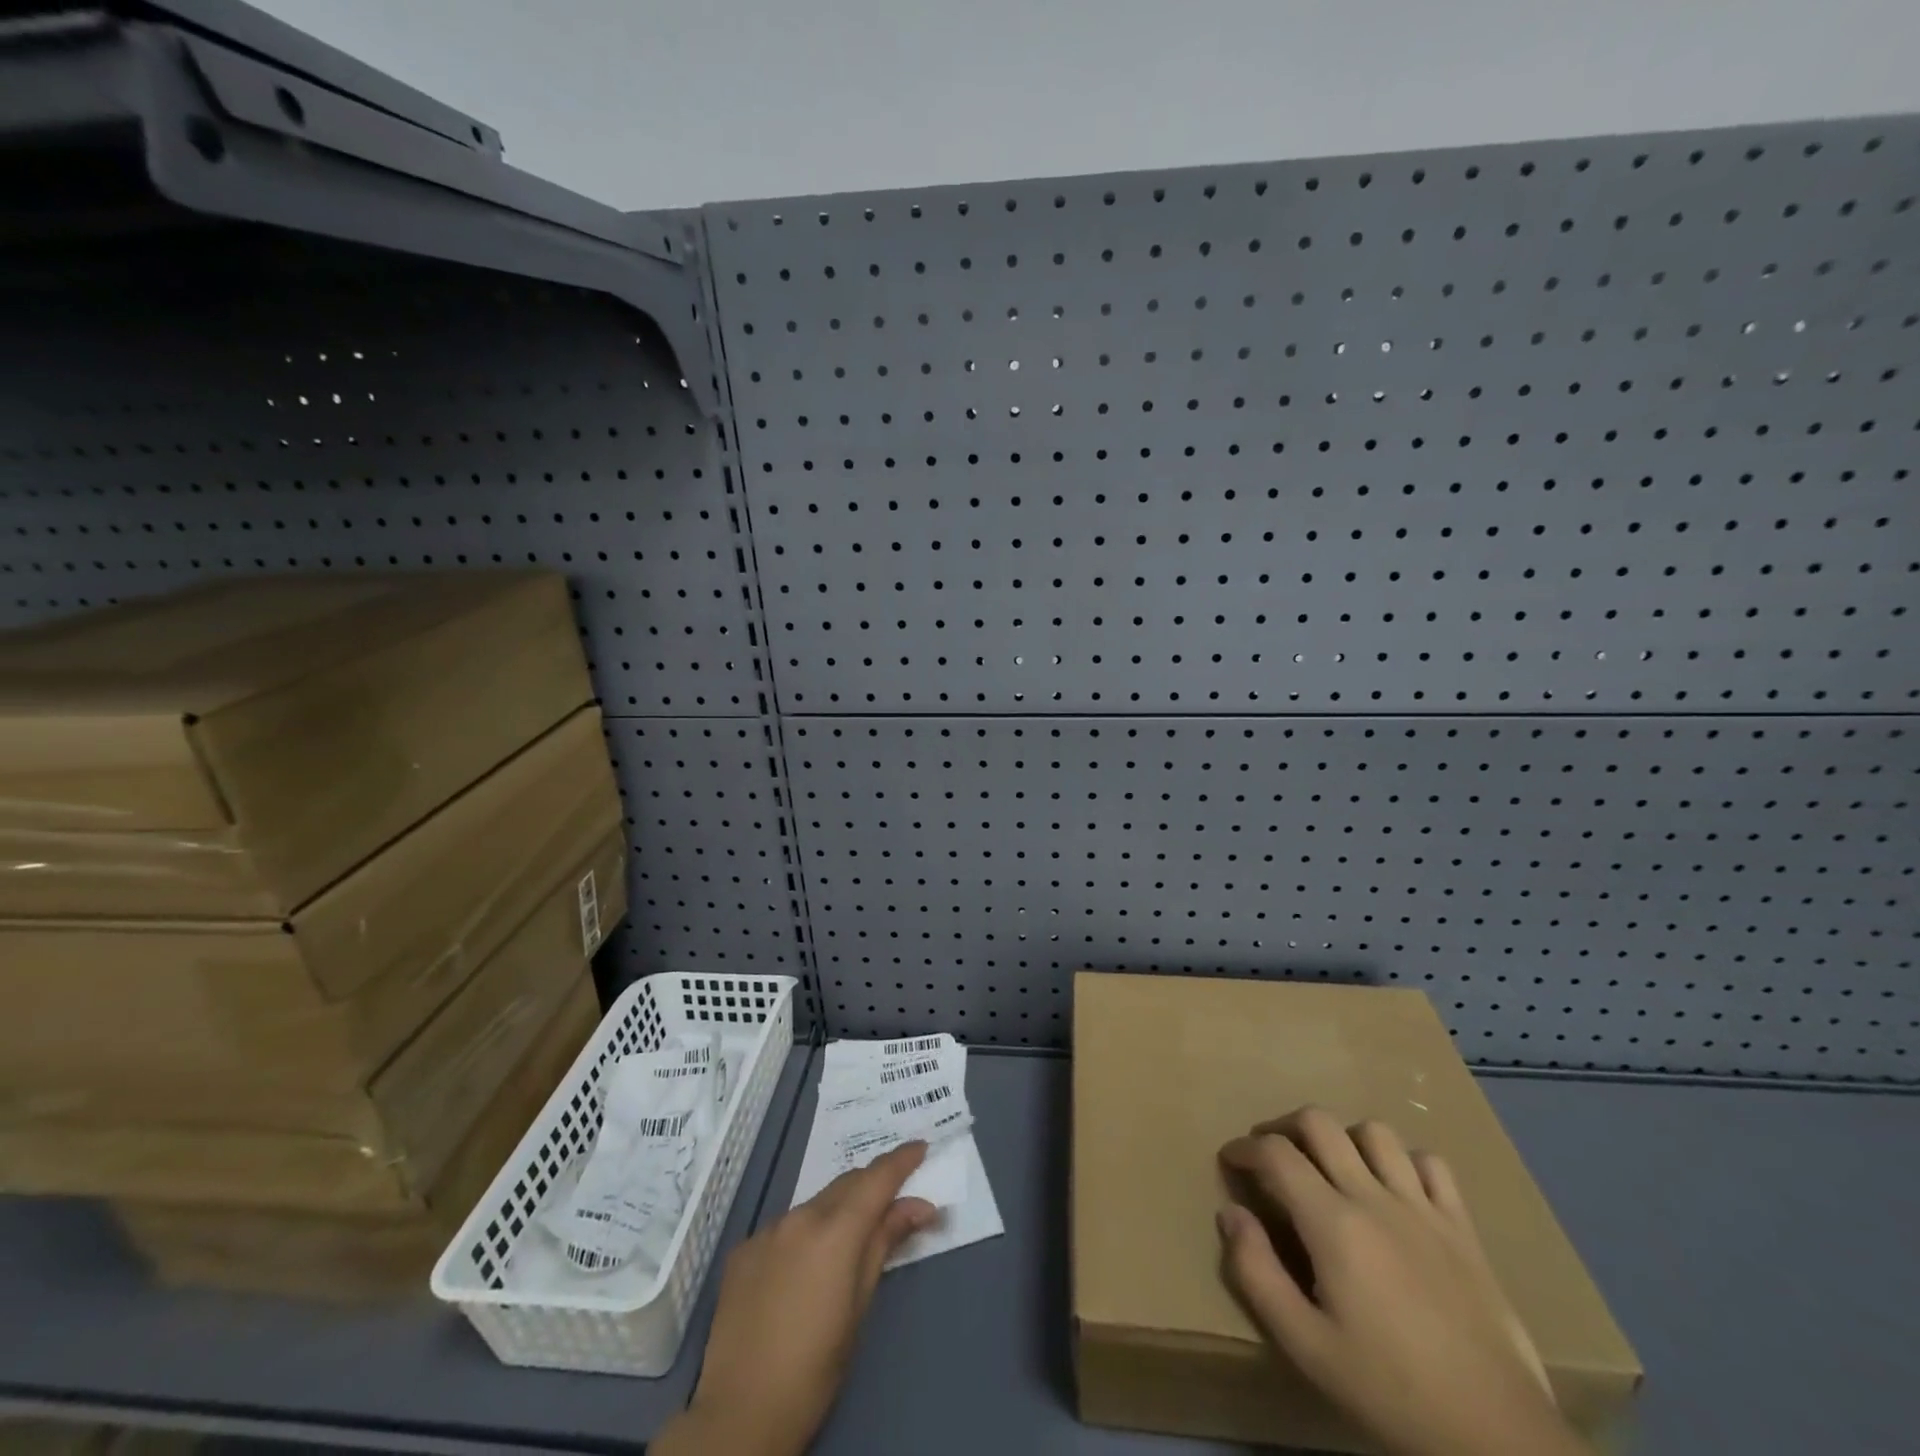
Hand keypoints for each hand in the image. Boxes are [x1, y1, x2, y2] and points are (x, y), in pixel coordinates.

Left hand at [652, 1141, 936, 1455]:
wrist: (740, 1412)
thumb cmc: (816, 1367)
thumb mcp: (861, 1304)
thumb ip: (886, 1243)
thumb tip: (919, 1207)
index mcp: (835, 1230)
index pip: (876, 1179)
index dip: (901, 1160)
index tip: (920, 1147)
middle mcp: (800, 1216)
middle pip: (845, 1185)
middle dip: (871, 1185)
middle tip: (893, 1198)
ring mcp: (767, 1230)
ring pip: (814, 1205)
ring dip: (836, 1211)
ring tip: (846, 1243)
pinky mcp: (743, 1250)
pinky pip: (784, 1229)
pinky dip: (803, 1235)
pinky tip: (802, 1270)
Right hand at [1218, 1108, 1585, 1455]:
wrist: (1497, 1436)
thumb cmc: (1389, 1390)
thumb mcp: (1305, 1345)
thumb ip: (1257, 1273)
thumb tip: (1231, 1214)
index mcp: (1332, 1223)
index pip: (1275, 1153)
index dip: (1243, 1148)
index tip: (1230, 1161)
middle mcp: (1374, 1197)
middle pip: (1319, 1122)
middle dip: (1283, 1127)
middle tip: (1271, 1155)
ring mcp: (1423, 1208)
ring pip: (1374, 1133)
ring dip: (1343, 1138)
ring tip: (1332, 1166)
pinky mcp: (1463, 1228)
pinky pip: (1432, 1164)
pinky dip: (1405, 1161)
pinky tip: (1395, 1187)